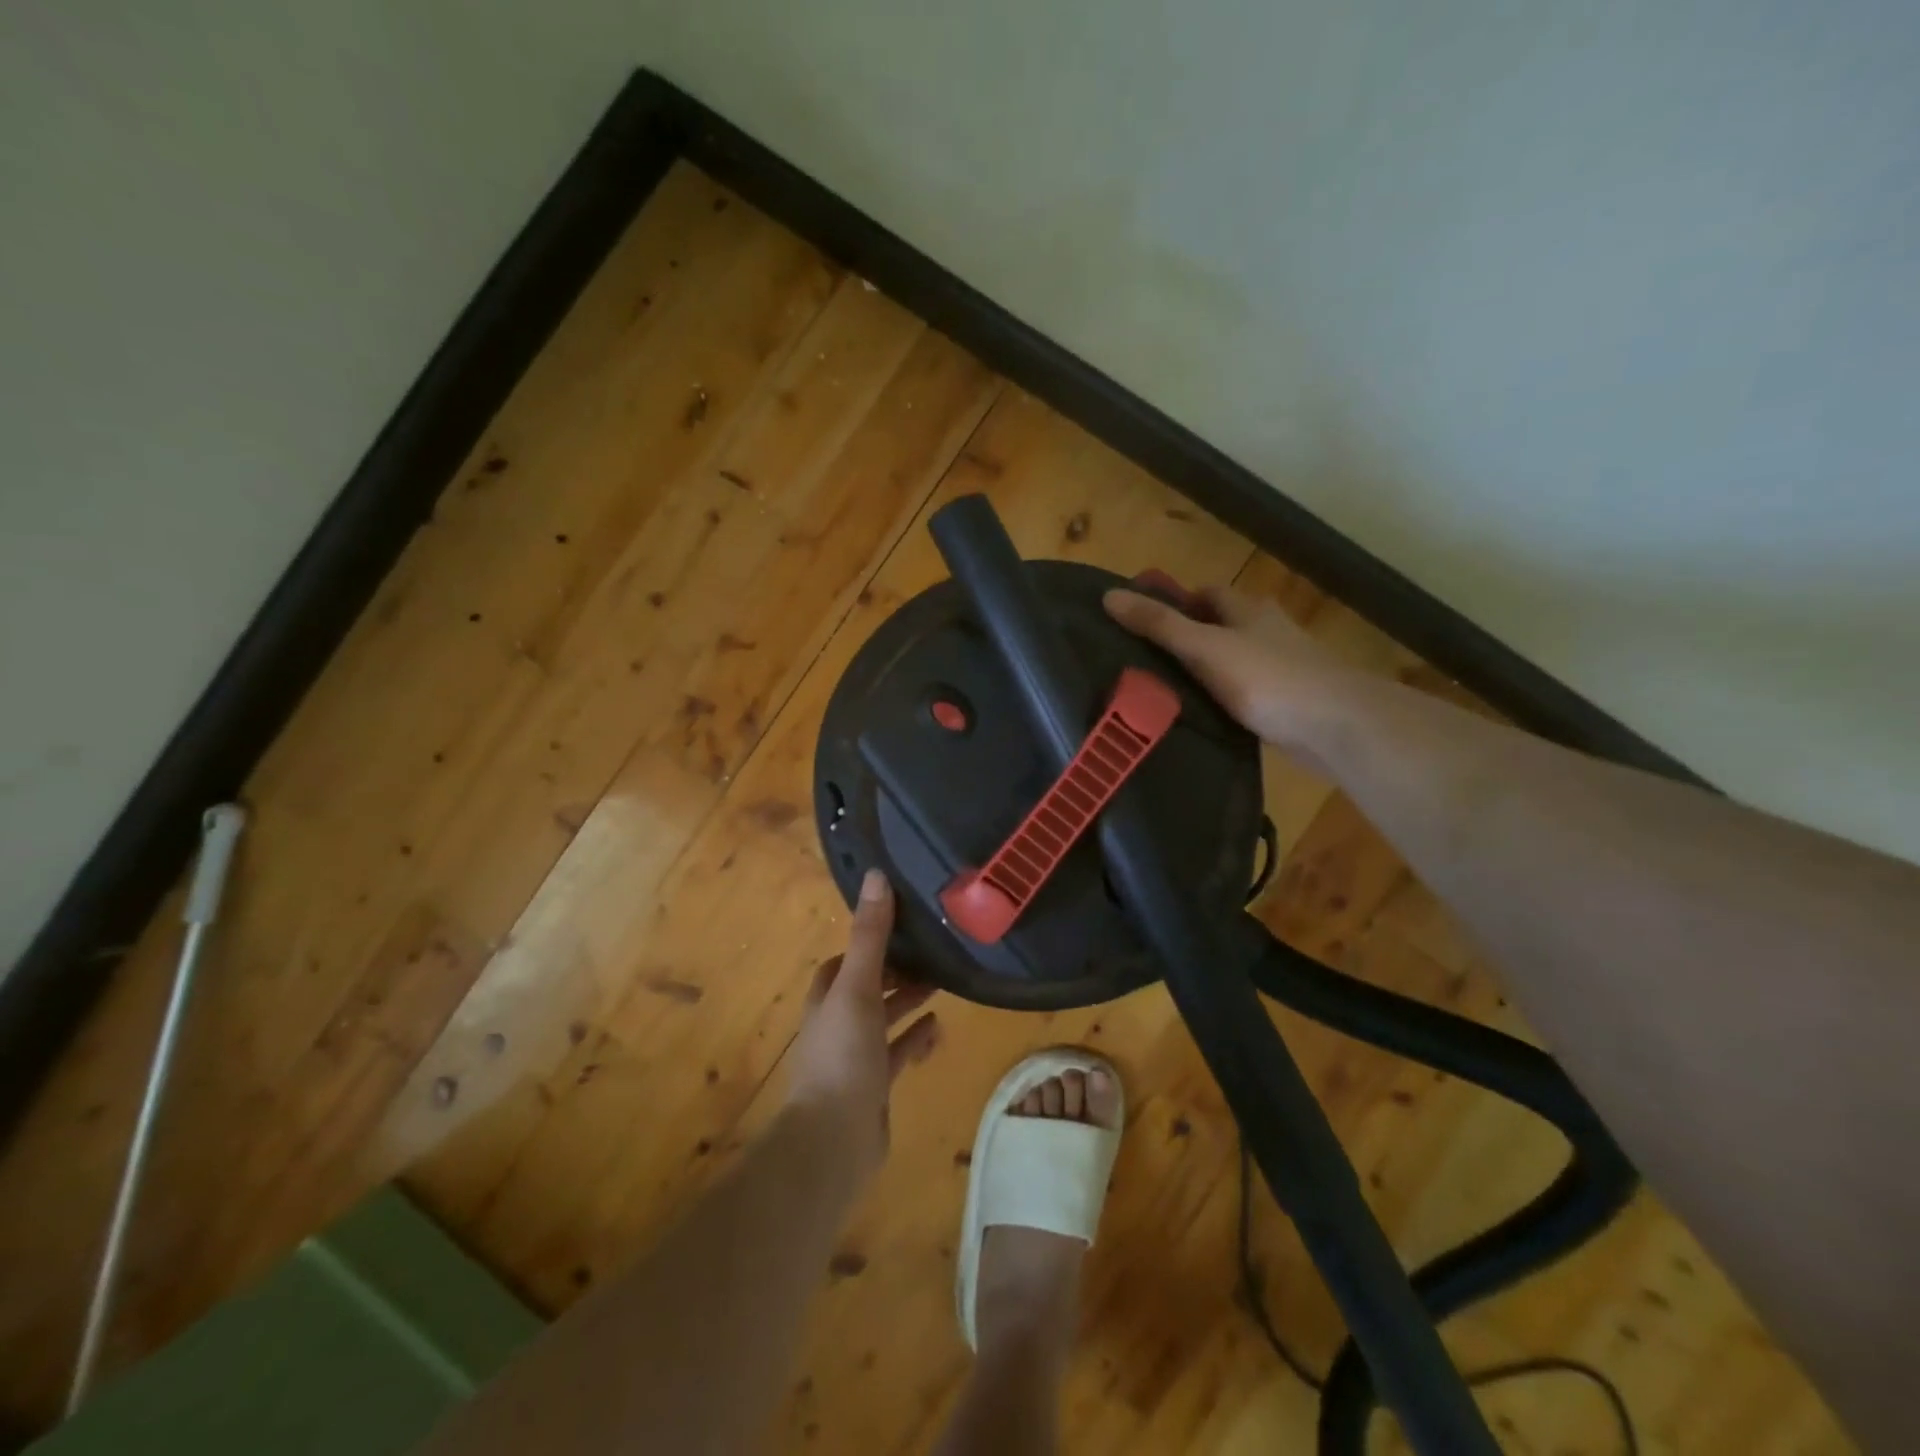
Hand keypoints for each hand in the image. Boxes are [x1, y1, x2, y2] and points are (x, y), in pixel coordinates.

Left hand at [787, 870, 940, 1180]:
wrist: (833, 1141)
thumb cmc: (842, 1055)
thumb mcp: (858, 987)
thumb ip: (871, 934)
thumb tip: (876, 875)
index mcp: (827, 998)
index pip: (844, 961)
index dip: (868, 943)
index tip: (900, 926)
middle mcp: (837, 1023)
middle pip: (867, 987)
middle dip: (895, 971)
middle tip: (931, 953)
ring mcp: (854, 1057)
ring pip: (883, 1019)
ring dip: (907, 1001)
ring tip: (942, 983)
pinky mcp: (874, 1086)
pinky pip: (897, 1053)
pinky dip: (915, 1039)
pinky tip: (938, 1029)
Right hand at [1104, 584, 1352, 755]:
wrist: (1335, 725)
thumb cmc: (1267, 677)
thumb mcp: (1204, 647)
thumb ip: (1159, 625)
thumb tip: (1109, 595)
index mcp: (1248, 610)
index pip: (1207, 594)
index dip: (1175, 602)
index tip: (1143, 621)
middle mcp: (1266, 631)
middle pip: (1220, 626)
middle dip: (1188, 638)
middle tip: (1146, 661)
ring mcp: (1280, 667)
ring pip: (1232, 662)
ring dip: (1206, 671)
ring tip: (1165, 692)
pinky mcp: (1286, 702)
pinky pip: (1245, 693)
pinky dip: (1224, 700)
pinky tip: (1203, 718)